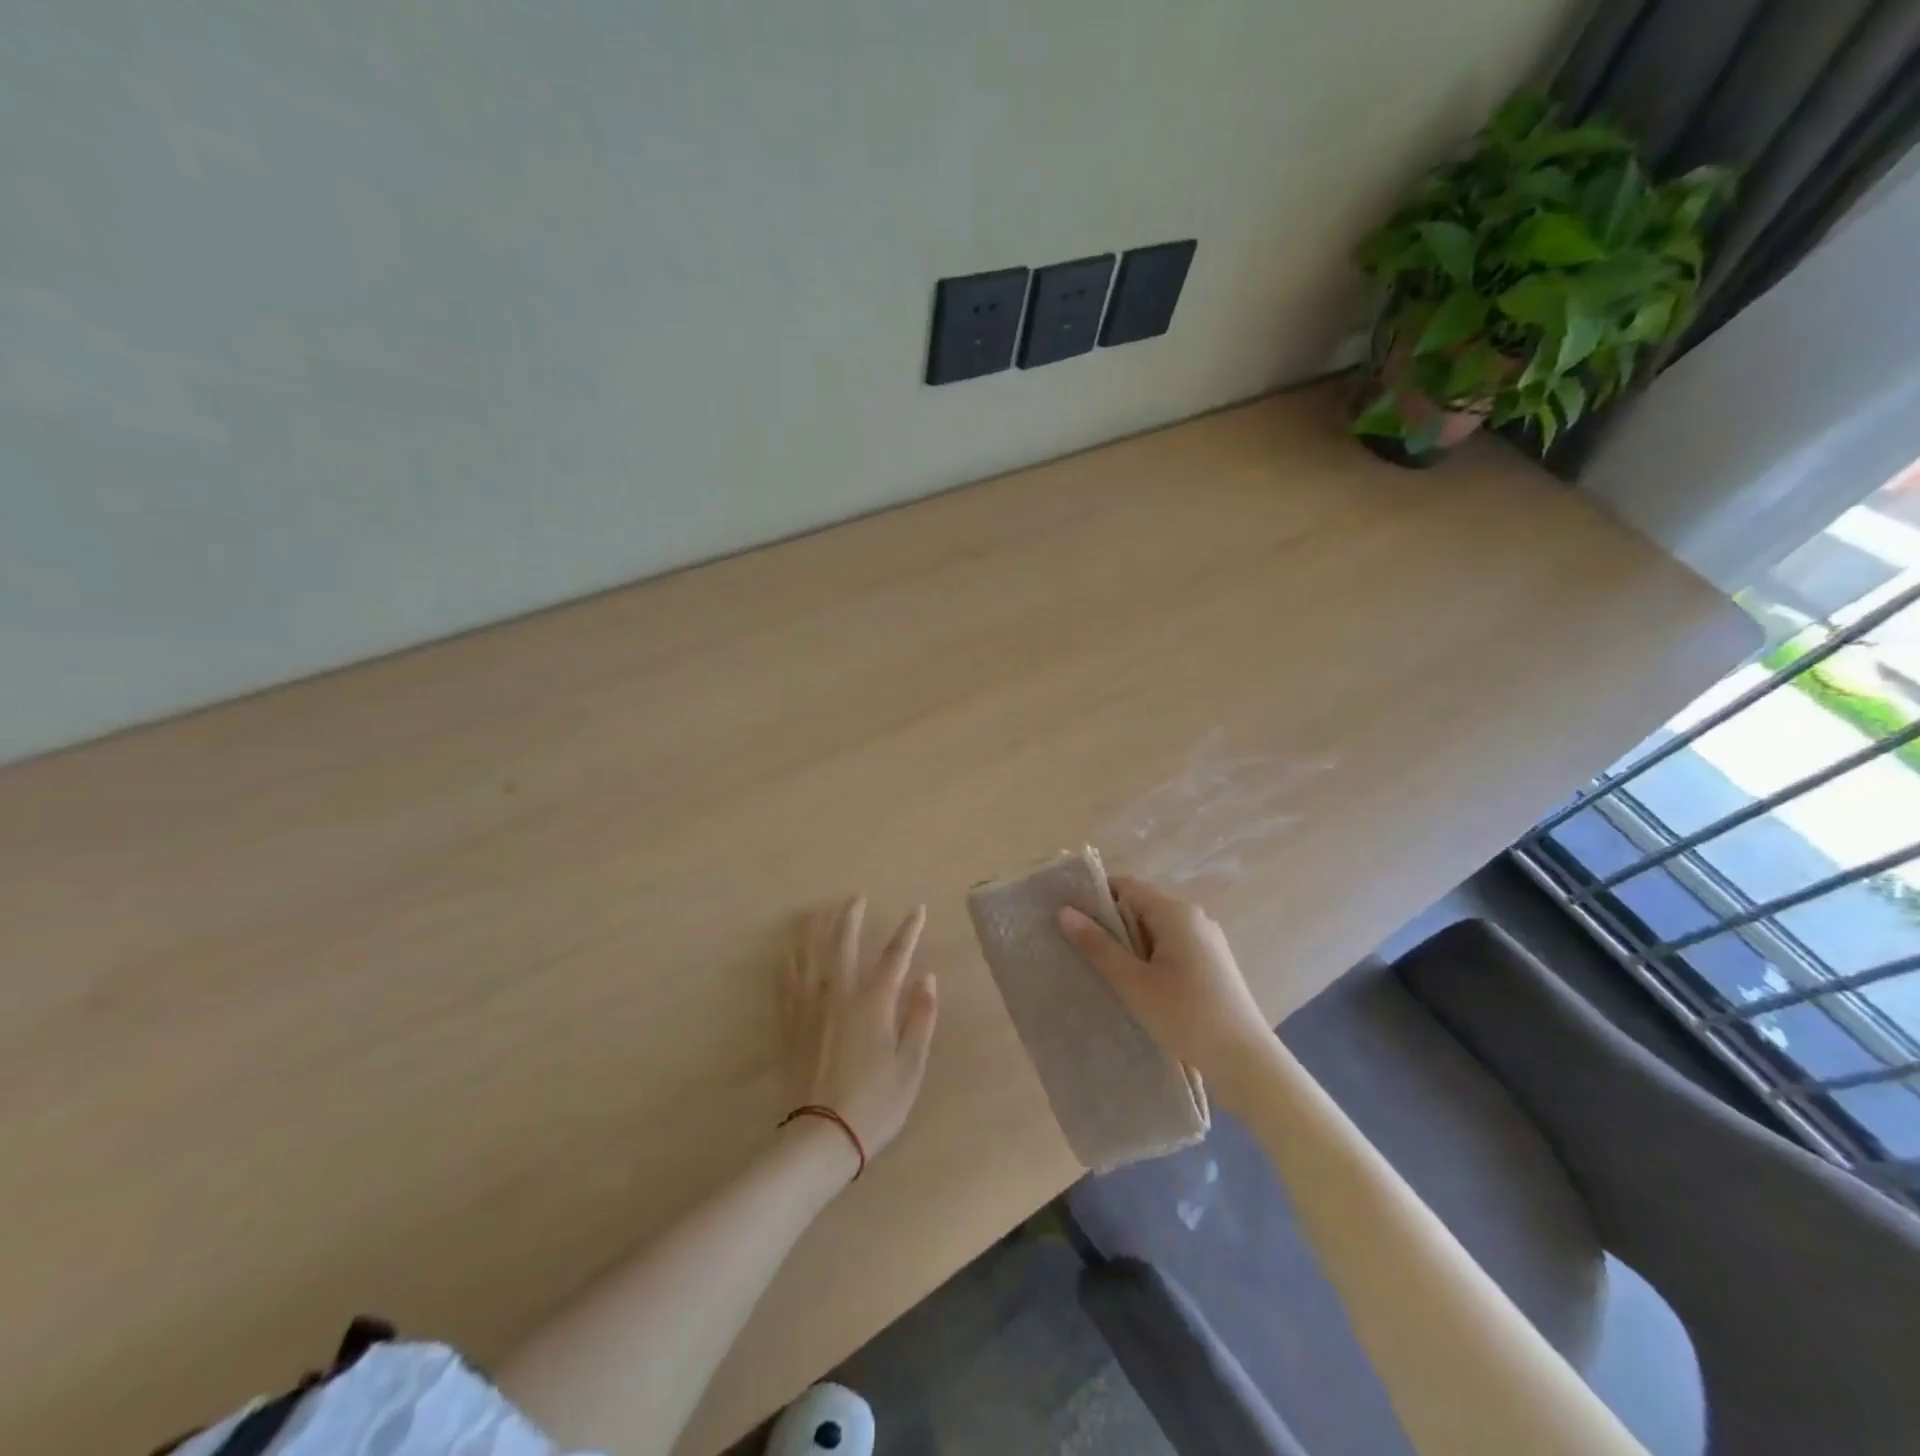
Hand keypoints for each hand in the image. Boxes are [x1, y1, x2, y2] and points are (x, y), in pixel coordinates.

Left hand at [781, 898, 938, 1160]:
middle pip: (843, 944)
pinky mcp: (790, 1026)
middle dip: (851, 916)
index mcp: (874, 1003)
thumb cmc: (875, 1104)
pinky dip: (787, 964)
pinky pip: (786, 985)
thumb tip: (928, 977)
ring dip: (814, 930)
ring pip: (809, 957)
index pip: (895, 956)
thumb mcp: (911, 1066)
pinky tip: (786, 953)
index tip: (917, 909)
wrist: (821, 1137)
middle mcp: (840, 995)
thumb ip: (921, 1018)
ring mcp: (810, 1008)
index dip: (909, 931)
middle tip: (856, 897)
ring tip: (816, 911)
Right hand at [1058, 875, 1270, 1094]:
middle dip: (1110, 923)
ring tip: (1100, 968)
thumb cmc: (1186, 1016)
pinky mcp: (1212, 964)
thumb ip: (1098, 946)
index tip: (1068, 915)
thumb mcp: (1133, 983)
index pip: (1127, 886)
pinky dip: (1149, 957)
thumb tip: (1064, 911)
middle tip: (1077, 946)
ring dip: (1129, 944)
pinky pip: (1171, 947)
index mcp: (1176, 912)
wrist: (1246, 1062)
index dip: (1096, 896)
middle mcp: (1194, 917)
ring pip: (1155, 929)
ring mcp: (1207, 941)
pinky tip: (1135, 984)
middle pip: (1141, 906)